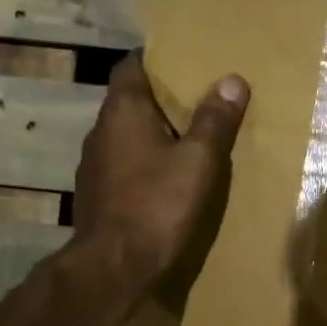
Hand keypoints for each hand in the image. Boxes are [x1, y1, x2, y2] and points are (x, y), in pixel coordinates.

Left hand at [71, 53, 249, 291]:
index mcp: (123, 111)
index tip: (183, 59)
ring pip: (126, 135)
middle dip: (161, 98)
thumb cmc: (157, 204)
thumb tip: (233, 80)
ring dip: (151, 132)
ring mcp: (94, 165)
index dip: (155, 58)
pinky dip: (143, 161)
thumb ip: (215, 120)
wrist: (114, 267)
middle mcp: (101, 130)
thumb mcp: (198, 161)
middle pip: (130, 100)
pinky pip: (123, 164)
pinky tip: (166, 177)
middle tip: (197, 98)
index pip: (131, 65)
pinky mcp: (96, 194)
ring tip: (186, 137)